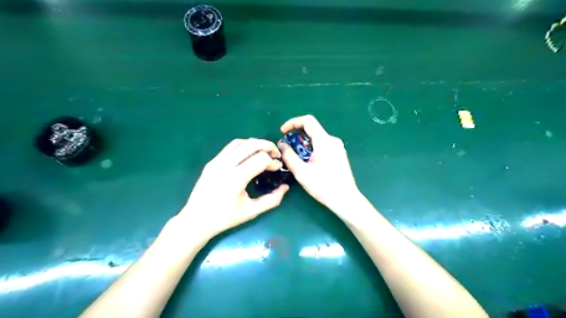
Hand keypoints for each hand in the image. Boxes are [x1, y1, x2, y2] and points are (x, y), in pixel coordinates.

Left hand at [176, 138, 289, 238]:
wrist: (196, 220)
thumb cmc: (225, 218)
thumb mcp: (252, 211)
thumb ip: (272, 200)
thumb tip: (285, 187)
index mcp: (236, 179)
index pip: (260, 159)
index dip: (273, 162)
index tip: (277, 169)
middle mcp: (225, 165)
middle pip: (251, 144)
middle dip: (267, 146)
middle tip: (276, 154)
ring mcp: (216, 161)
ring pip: (240, 142)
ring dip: (255, 144)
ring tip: (263, 152)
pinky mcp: (211, 162)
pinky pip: (230, 147)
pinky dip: (243, 147)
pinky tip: (248, 156)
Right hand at [281, 115, 360, 210]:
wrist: (345, 199)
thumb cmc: (323, 186)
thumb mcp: (301, 172)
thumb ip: (289, 156)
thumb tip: (281, 145)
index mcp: (324, 141)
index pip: (308, 121)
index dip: (293, 122)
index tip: (282, 132)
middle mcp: (333, 140)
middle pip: (312, 129)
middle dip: (297, 135)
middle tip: (287, 147)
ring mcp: (338, 147)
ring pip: (317, 138)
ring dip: (304, 143)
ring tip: (297, 157)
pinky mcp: (340, 154)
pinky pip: (323, 145)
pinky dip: (312, 148)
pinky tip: (308, 162)